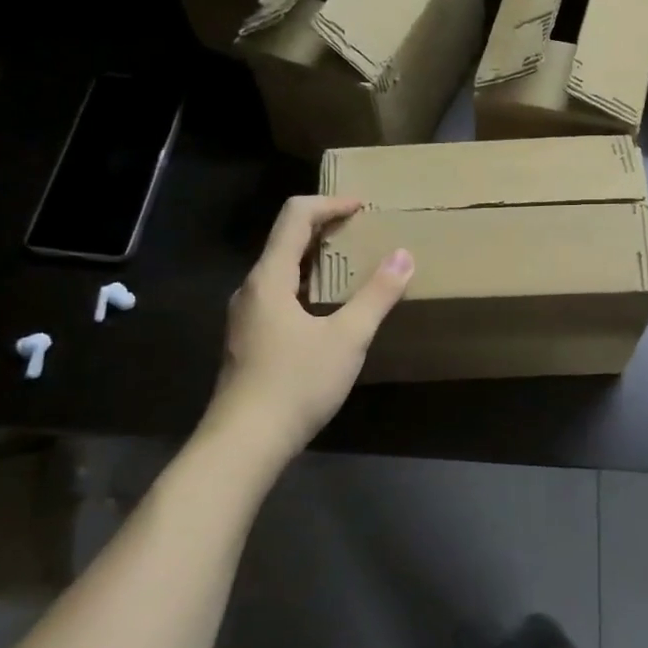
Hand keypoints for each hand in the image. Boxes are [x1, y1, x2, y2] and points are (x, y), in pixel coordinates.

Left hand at [211, 196, 412, 450]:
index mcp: (270, 277)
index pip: (295, 216)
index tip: (363, 207)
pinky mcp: (248, 340)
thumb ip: (376, 295)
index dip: (330, 204)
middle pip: (286, 240)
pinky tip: (328, 309)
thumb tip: (403, 255)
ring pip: (282, 270)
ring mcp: (246, 316)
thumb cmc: (296, 384)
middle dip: (325, 228)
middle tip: (363, 232)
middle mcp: (252, 288)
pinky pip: (279, 295)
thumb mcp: (347, 339)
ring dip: (316, 259)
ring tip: (351, 267)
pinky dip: (307, 285)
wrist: (243, 443)